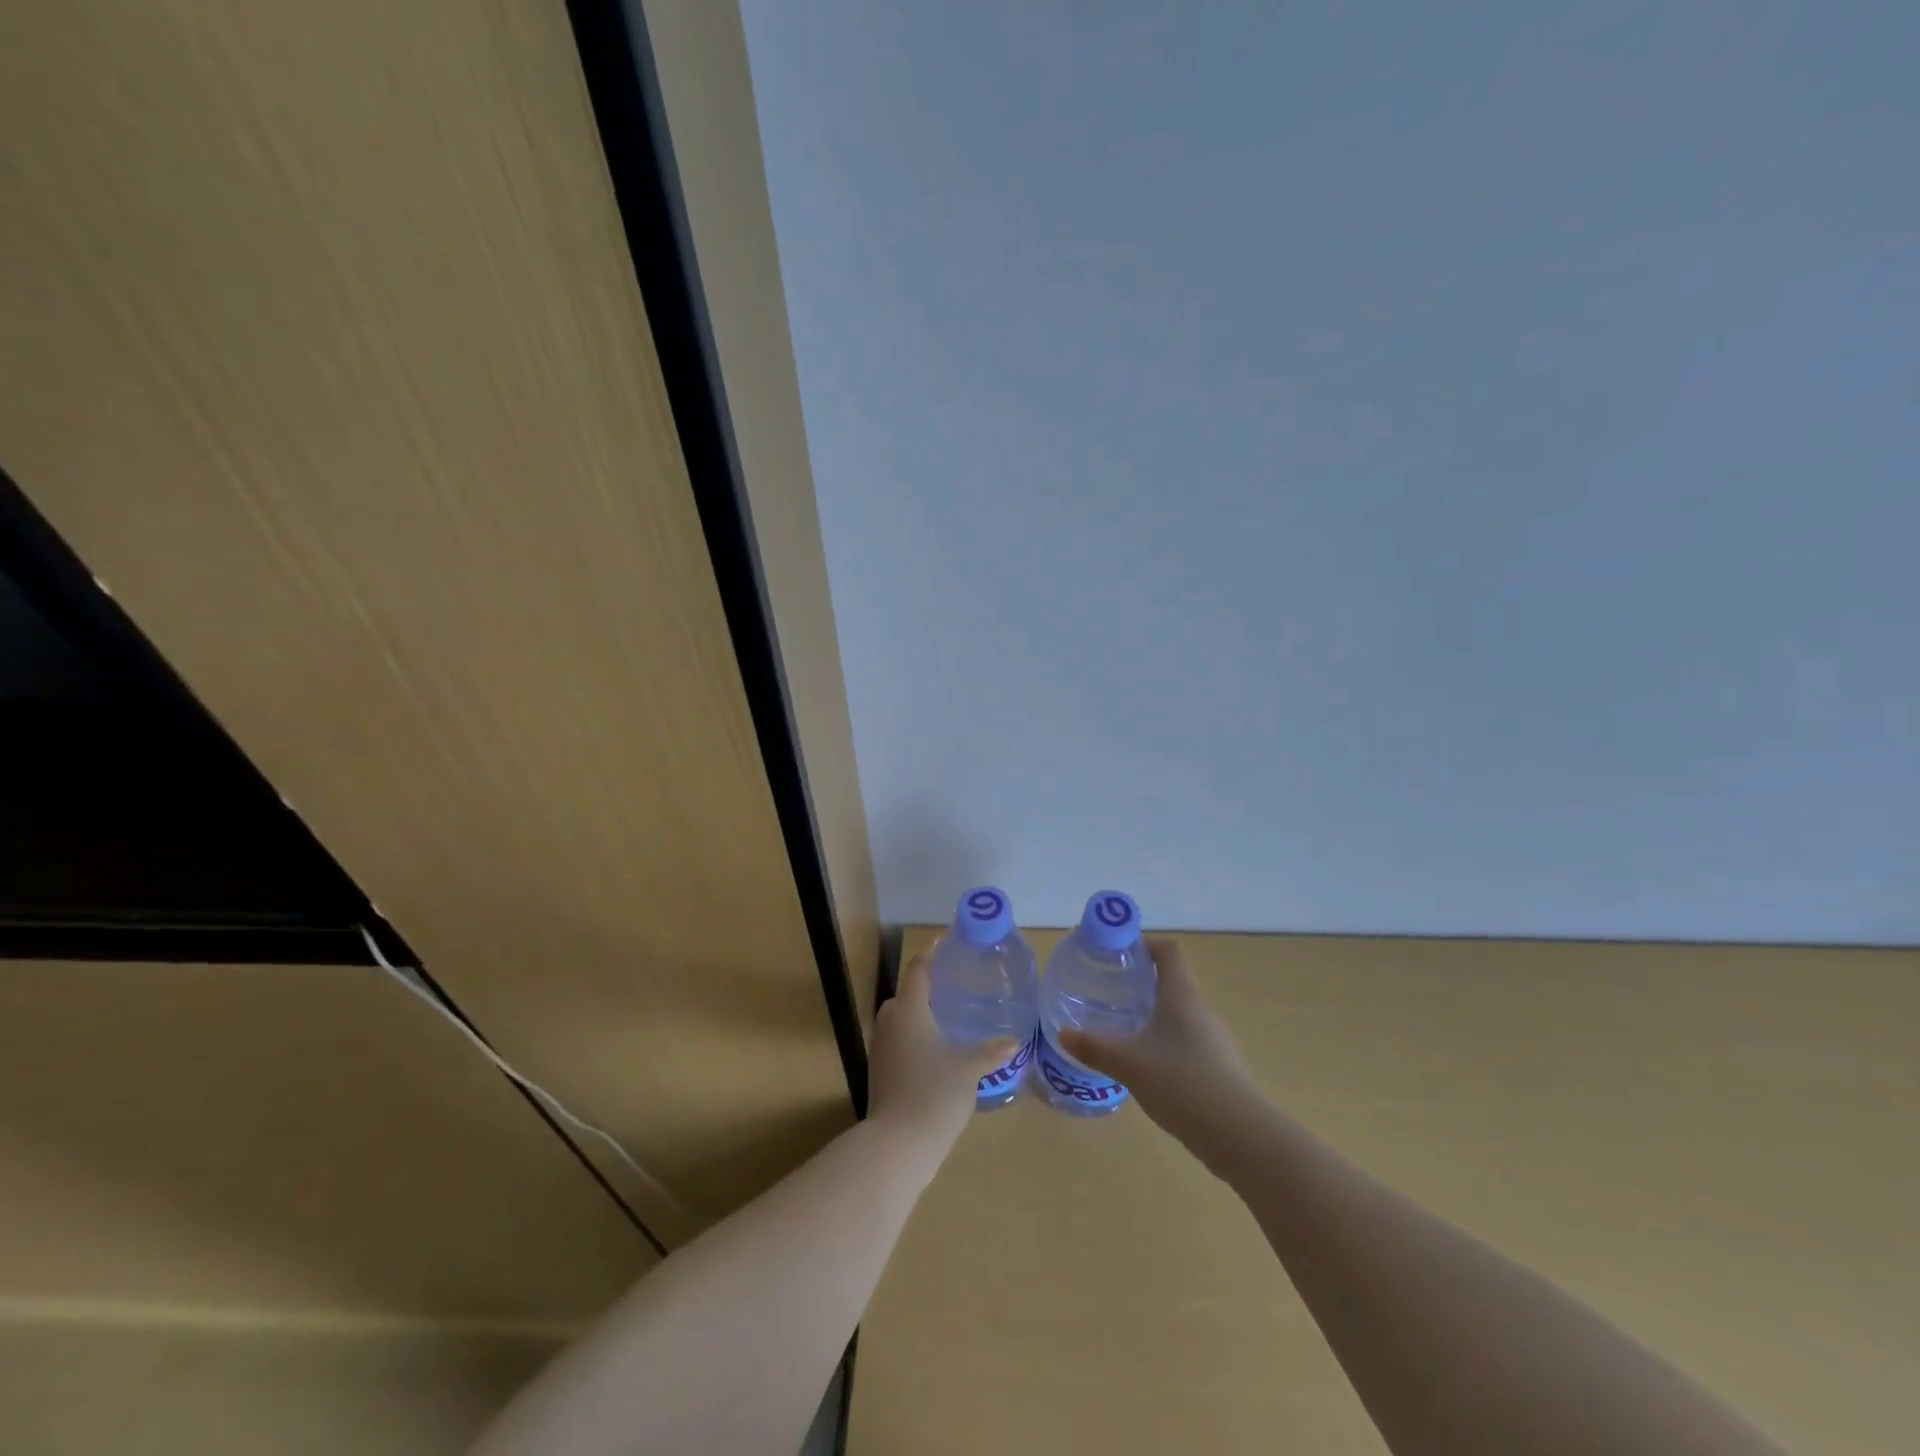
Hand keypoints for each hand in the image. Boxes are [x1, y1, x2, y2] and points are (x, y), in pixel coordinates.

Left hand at [868, 943, 1018, 1164]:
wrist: (896, 1145)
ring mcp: (881, 1048)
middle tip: (956, 982)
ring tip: (951, 1016)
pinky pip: (899, 1041)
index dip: (931, 953)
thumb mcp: (968, 1069)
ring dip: (922, 1013)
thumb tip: (1014, 1041)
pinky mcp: (880, 1071)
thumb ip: (990, 1052)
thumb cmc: (933, 1093)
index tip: (945, 940)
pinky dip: (916, 1037)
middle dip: (928, 985)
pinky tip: (938, 1050)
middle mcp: (890, 1022)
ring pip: (902, 1019)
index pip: (918, 969)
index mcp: (908, 1010)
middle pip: (907, 993)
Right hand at [1058, 937, 1262, 1162]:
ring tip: (1123, 1029)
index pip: (1168, 951)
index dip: (1145, 945)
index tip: (1118, 954)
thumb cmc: (1181, 1083)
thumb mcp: (1129, 1064)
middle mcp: (1201, 1010)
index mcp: (1181, 996)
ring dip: (1153, 1014)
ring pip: (1179, 1014)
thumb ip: (1095, 1048)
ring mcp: (1214, 1039)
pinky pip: (1187, 1041)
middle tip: (1110, 992)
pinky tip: (1147, 1066)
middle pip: (1173, 981)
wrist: (1239, 1135)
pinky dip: (1165, 1043)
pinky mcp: (1219, 1067)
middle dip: (1142, 982)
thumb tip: (1063, 1034)